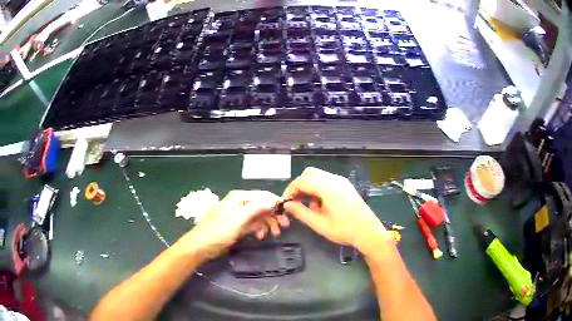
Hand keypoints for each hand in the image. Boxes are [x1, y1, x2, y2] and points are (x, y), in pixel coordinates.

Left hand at [179, 190, 289, 261]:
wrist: (199, 248)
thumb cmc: (216, 234)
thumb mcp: (236, 221)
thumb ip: (254, 209)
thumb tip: (272, 201)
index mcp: (238, 198)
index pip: (263, 195)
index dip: (276, 203)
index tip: (288, 213)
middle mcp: (239, 203)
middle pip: (262, 205)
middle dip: (274, 216)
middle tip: (284, 227)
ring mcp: (238, 214)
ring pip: (259, 215)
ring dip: (268, 224)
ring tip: (274, 235)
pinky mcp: (237, 224)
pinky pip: (253, 224)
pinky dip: (259, 229)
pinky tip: (260, 236)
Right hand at [283, 167, 390, 253]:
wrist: (368, 232)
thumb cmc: (344, 230)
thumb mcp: (319, 224)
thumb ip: (300, 212)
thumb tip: (287, 204)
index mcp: (327, 188)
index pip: (301, 181)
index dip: (290, 190)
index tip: (286, 202)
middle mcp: (334, 180)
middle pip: (309, 174)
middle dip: (299, 186)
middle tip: (295, 202)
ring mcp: (341, 181)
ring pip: (318, 176)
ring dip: (309, 187)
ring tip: (310, 207)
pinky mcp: (346, 186)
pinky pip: (327, 181)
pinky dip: (318, 188)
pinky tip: (321, 205)